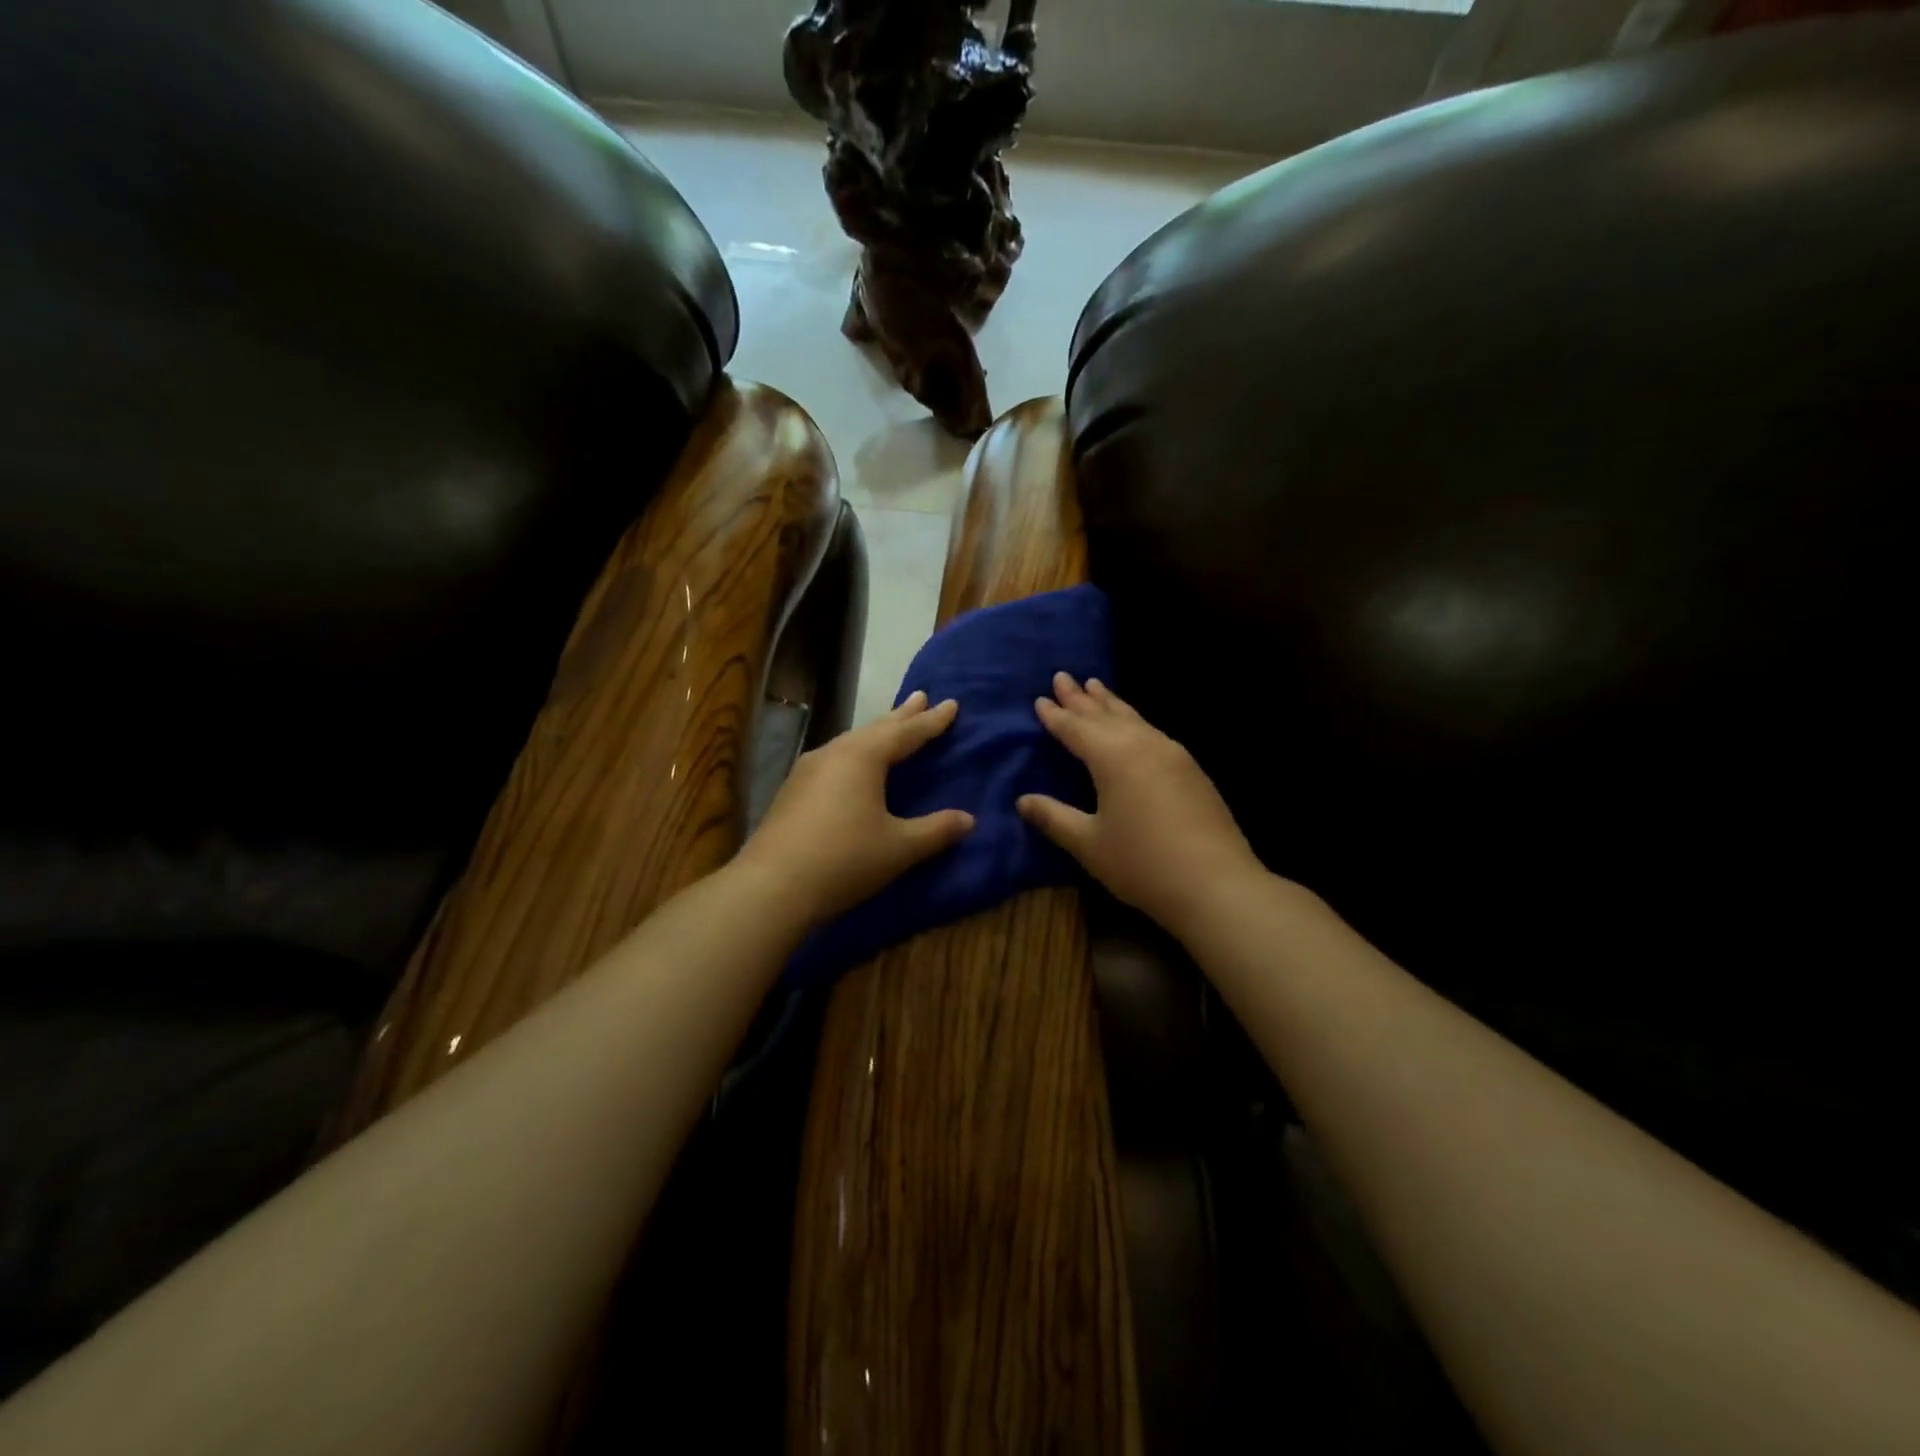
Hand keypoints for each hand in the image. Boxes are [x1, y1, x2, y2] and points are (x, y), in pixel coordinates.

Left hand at [736, 691, 974, 926]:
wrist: (771, 887)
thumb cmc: (844, 860)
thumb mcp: (899, 847)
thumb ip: (936, 830)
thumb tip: (969, 819)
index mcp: (862, 757)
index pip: (906, 733)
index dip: (932, 721)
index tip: (952, 704)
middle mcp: (834, 754)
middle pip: (875, 729)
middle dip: (902, 715)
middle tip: (921, 697)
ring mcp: (807, 771)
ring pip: (850, 742)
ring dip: (875, 733)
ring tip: (890, 727)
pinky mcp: (792, 791)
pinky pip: (833, 759)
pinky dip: (854, 753)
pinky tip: (851, 765)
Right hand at [1018, 674, 1261, 938]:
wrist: (1216, 884)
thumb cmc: (1142, 863)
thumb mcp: (1089, 844)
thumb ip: (1054, 818)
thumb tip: (1023, 800)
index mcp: (1113, 757)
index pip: (1076, 729)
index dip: (1056, 716)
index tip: (1040, 699)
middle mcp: (1143, 745)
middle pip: (1105, 715)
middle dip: (1081, 698)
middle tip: (1063, 677)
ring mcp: (1173, 755)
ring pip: (1134, 718)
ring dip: (1110, 703)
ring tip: (1096, 686)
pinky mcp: (1191, 770)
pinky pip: (1152, 731)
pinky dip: (1134, 720)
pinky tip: (1134, 726)